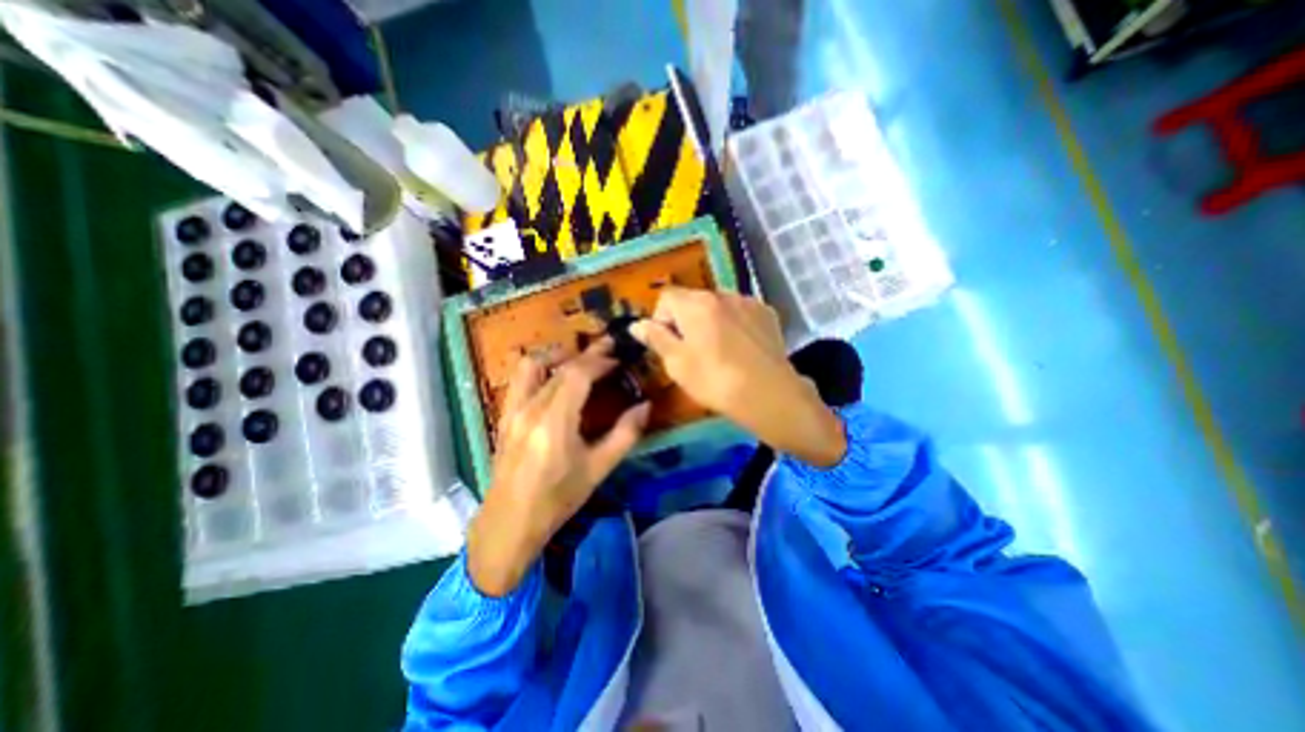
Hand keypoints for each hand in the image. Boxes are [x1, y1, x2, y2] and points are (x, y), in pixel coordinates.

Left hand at [465, 340, 650, 595]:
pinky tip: (554, 378)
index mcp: (554, 421)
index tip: (618, 359)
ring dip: (556, 355)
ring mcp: (511, 410)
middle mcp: (529, 408)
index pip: (577, 373)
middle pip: (558, 366)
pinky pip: (520, 379)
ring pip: (531, 365)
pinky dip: (540, 368)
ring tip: (578, 358)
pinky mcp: (504, 416)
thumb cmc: (557, 499)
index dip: (600, 361)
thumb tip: (646, 406)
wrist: (509, 523)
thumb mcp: (598, 469)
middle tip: (607, 351)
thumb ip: (625, 434)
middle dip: (585, 354)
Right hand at [629, 286, 847, 466]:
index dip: (660, 319)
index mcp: (696, 303)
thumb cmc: (716, 381)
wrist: (770, 395)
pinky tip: (739, 348)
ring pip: (717, 306)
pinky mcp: (766, 314)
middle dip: (685, 320)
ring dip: (709, 321)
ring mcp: (747, 302)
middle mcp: (722, 293)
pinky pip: (739, 312)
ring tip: (718, 350)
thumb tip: (636, 325)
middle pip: (692, 299)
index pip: (666, 297)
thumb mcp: (677, 364)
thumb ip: (656, 339)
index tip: (667, 344)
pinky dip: (732, 324)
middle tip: (691, 351)